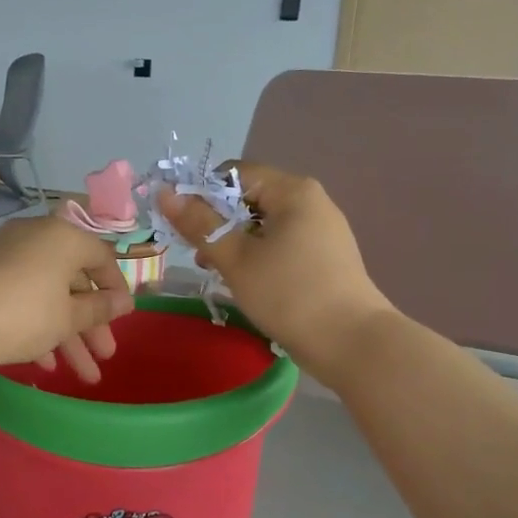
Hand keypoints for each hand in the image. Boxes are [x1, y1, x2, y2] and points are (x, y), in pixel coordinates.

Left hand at [0, 214, 133, 381]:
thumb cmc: (23, 314)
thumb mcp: (68, 317)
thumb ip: (99, 309)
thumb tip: (124, 302)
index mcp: (62, 237)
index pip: (101, 256)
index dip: (116, 288)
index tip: (123, 318)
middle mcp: (34, 237)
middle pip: (72, 280)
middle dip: (91, 323)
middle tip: (104, 356)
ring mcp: (4, 256)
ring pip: (46, 294)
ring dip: (66, 334)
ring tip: (81, 374)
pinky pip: (19, 298)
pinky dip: (35, 326)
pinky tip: (44, 364)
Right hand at [157, 163, 393, 381]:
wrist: (352, 343)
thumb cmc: (289, 294)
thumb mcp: (235, 259)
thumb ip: (199, 224)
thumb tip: (165, 193)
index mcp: (292, 190)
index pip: (234, 173)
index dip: (203, 194)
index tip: (186, 228)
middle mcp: (311, 201)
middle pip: (249, 197)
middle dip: (218, 223)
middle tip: (200, 257)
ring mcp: (322, 229)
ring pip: (264, 224)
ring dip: (235, 243)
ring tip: (218, 273)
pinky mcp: (325, 257)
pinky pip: (281, 243)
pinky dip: (258, 256)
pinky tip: (248, 283)